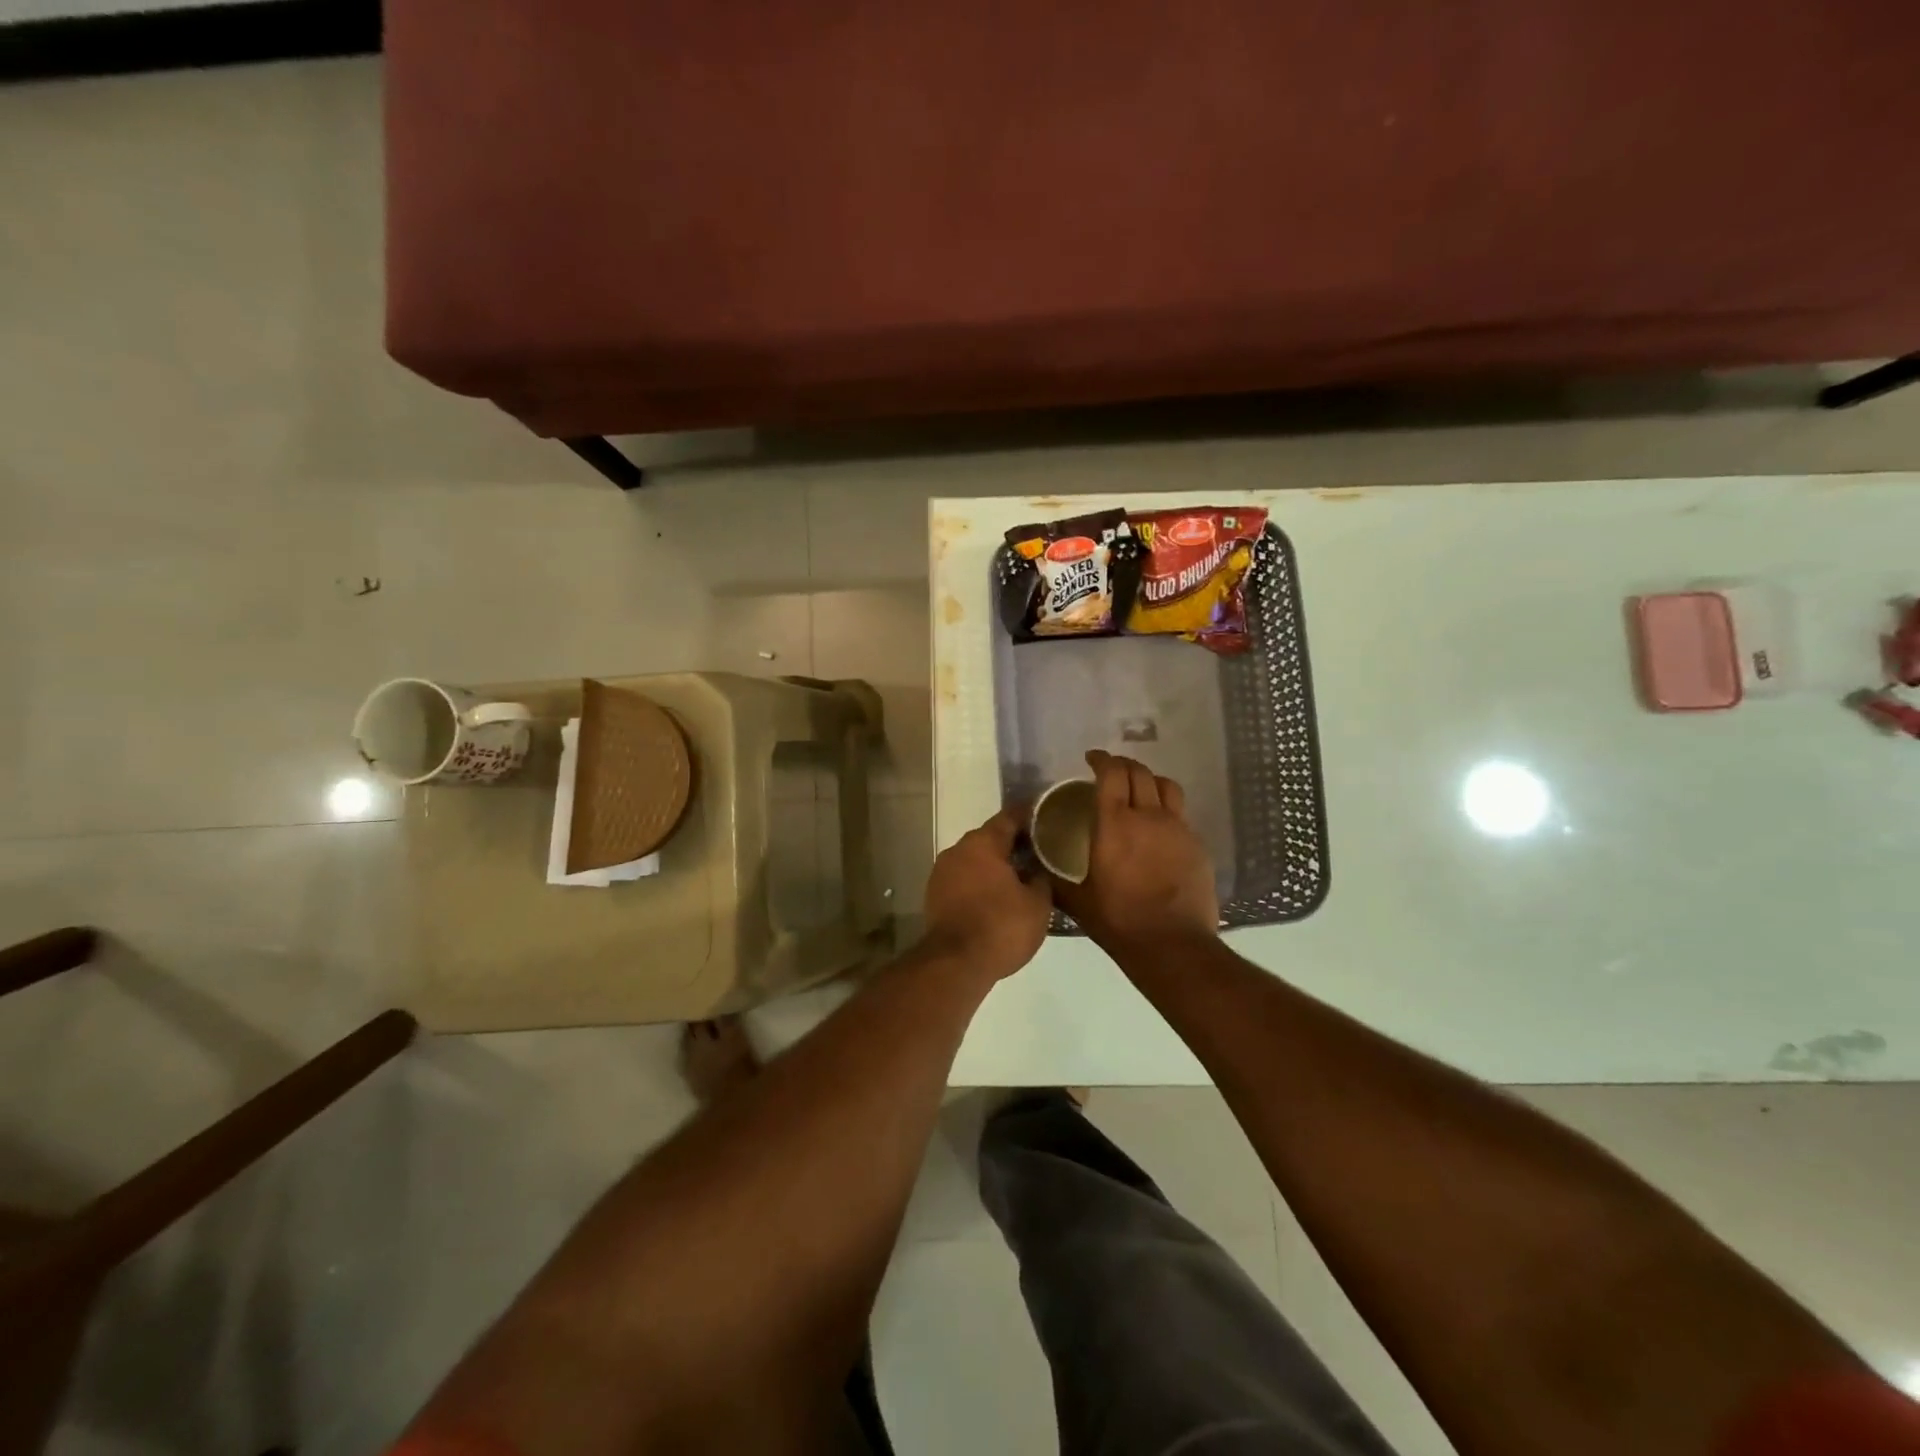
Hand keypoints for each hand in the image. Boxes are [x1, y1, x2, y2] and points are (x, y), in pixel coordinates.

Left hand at [920, 808, 1052, 982]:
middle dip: (1013, 844)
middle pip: (990, 838)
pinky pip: (964, 880)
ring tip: (1021, 876)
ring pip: (975, 860)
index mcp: (983, 843)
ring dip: (995, 866)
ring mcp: (942, 873)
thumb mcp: (1037, 904)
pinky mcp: (935, 896)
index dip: (1030, 815)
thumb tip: (1038, 869)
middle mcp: (958, 850)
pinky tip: (997, 896)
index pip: (1009, 817)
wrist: (955, 964)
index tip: (1047, 816)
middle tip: (1038, 851)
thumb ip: (1041, 878)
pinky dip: (980, 883)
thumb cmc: (1001, 926)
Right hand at [1054, 750, 1219, 951]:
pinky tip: (1159, 827)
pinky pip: (1181, 814)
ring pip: (1166, 786)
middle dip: (1123, 764)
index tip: (1092, 759)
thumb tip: (1035, 869)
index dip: (1101, 759)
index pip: (1111, 773)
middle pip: (1139, 772)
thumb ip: (1056, 879)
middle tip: (1111, 771)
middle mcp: (1148, 816)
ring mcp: (1177, 828)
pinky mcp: (1197, 845)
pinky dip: (1167, 809)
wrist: (1172, 944)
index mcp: (1114, 823)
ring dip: (1149, 780)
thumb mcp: (1078, 901)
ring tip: (1140, 789)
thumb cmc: (1119, 920)